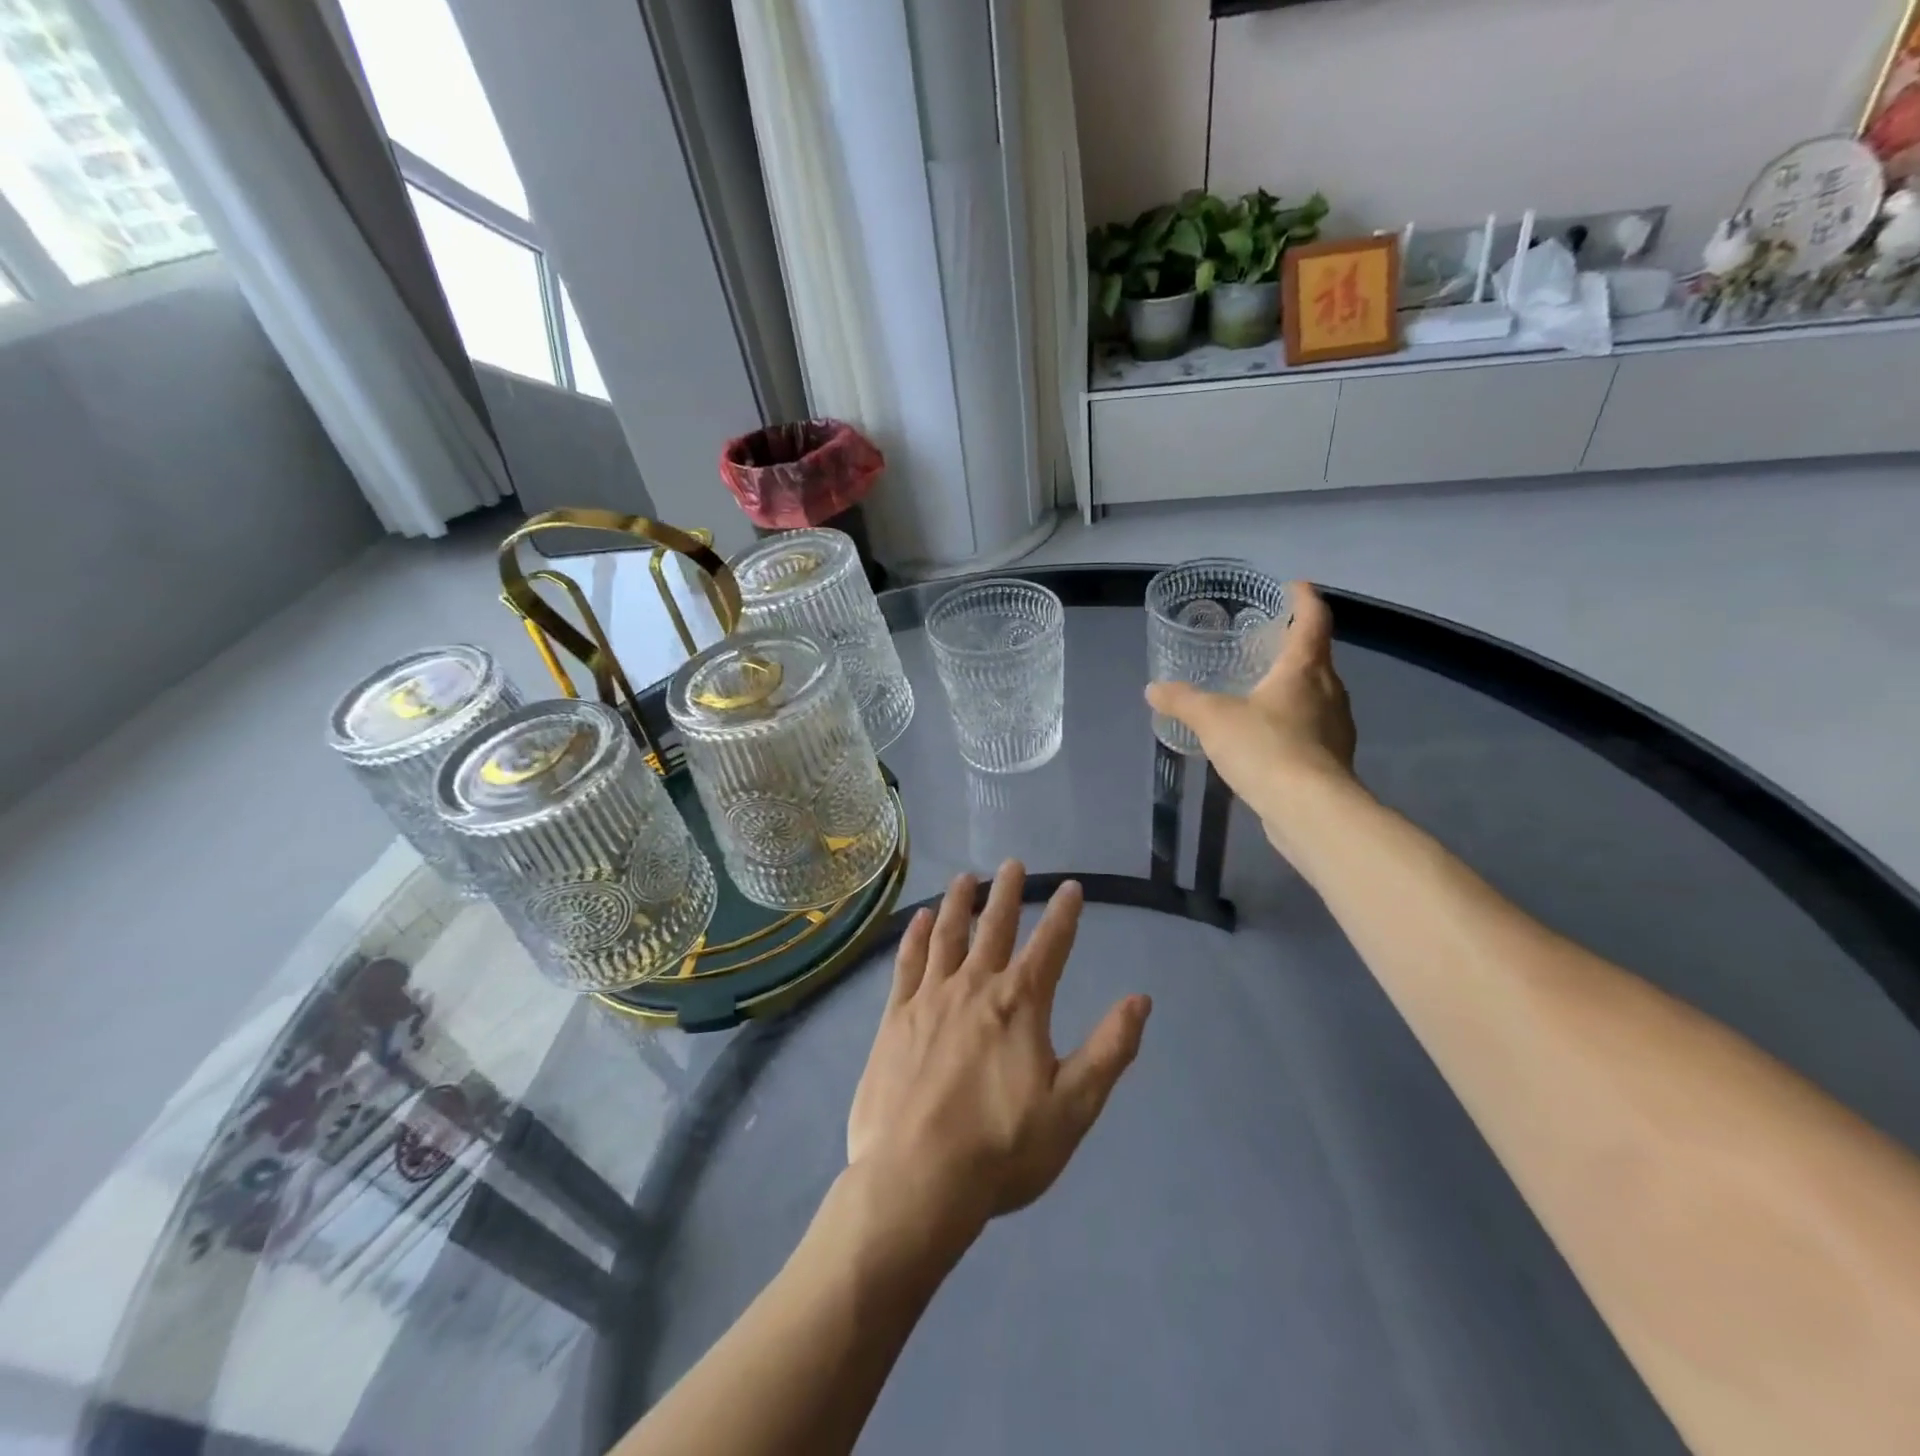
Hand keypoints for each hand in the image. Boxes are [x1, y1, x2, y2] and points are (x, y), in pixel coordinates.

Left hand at [846, 864, 1151, 1245]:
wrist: (916, 1180)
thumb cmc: (1002, 1150)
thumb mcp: (1073, 1108)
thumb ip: (1109, 1050)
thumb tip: (1140, 1000)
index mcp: (1020, 1004)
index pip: (1050, 946)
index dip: (1064, 914)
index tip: (1072, 887)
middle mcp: (975, 986)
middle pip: (995, 927)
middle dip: (1007, 893)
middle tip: (1013, 864)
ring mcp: (930, 998)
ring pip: (948, 935)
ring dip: (959, 903)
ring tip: (966, 878)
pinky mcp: (896, 1017)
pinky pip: (907, 963)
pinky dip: (915, 936)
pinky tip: (919, 919)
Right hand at [1146, 581, 1360, 858]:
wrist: (1310, 810)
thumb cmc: (1266, 748)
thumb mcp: (1212, 719)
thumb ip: (1182, 700)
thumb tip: (1153, 689)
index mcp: (1304, 669)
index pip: (1313, 620)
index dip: (1304, 599)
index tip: (1294, 586)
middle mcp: (1328, 691)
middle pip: (1317, 656)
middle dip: (1294, 645)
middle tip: (1265, 641)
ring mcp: (1335, 727)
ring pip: (1316, 694)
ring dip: (1293, 685)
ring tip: (1260, 688)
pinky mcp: (1331, 760)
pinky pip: (1311, 727)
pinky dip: (1291, 721)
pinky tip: (1266, 735)